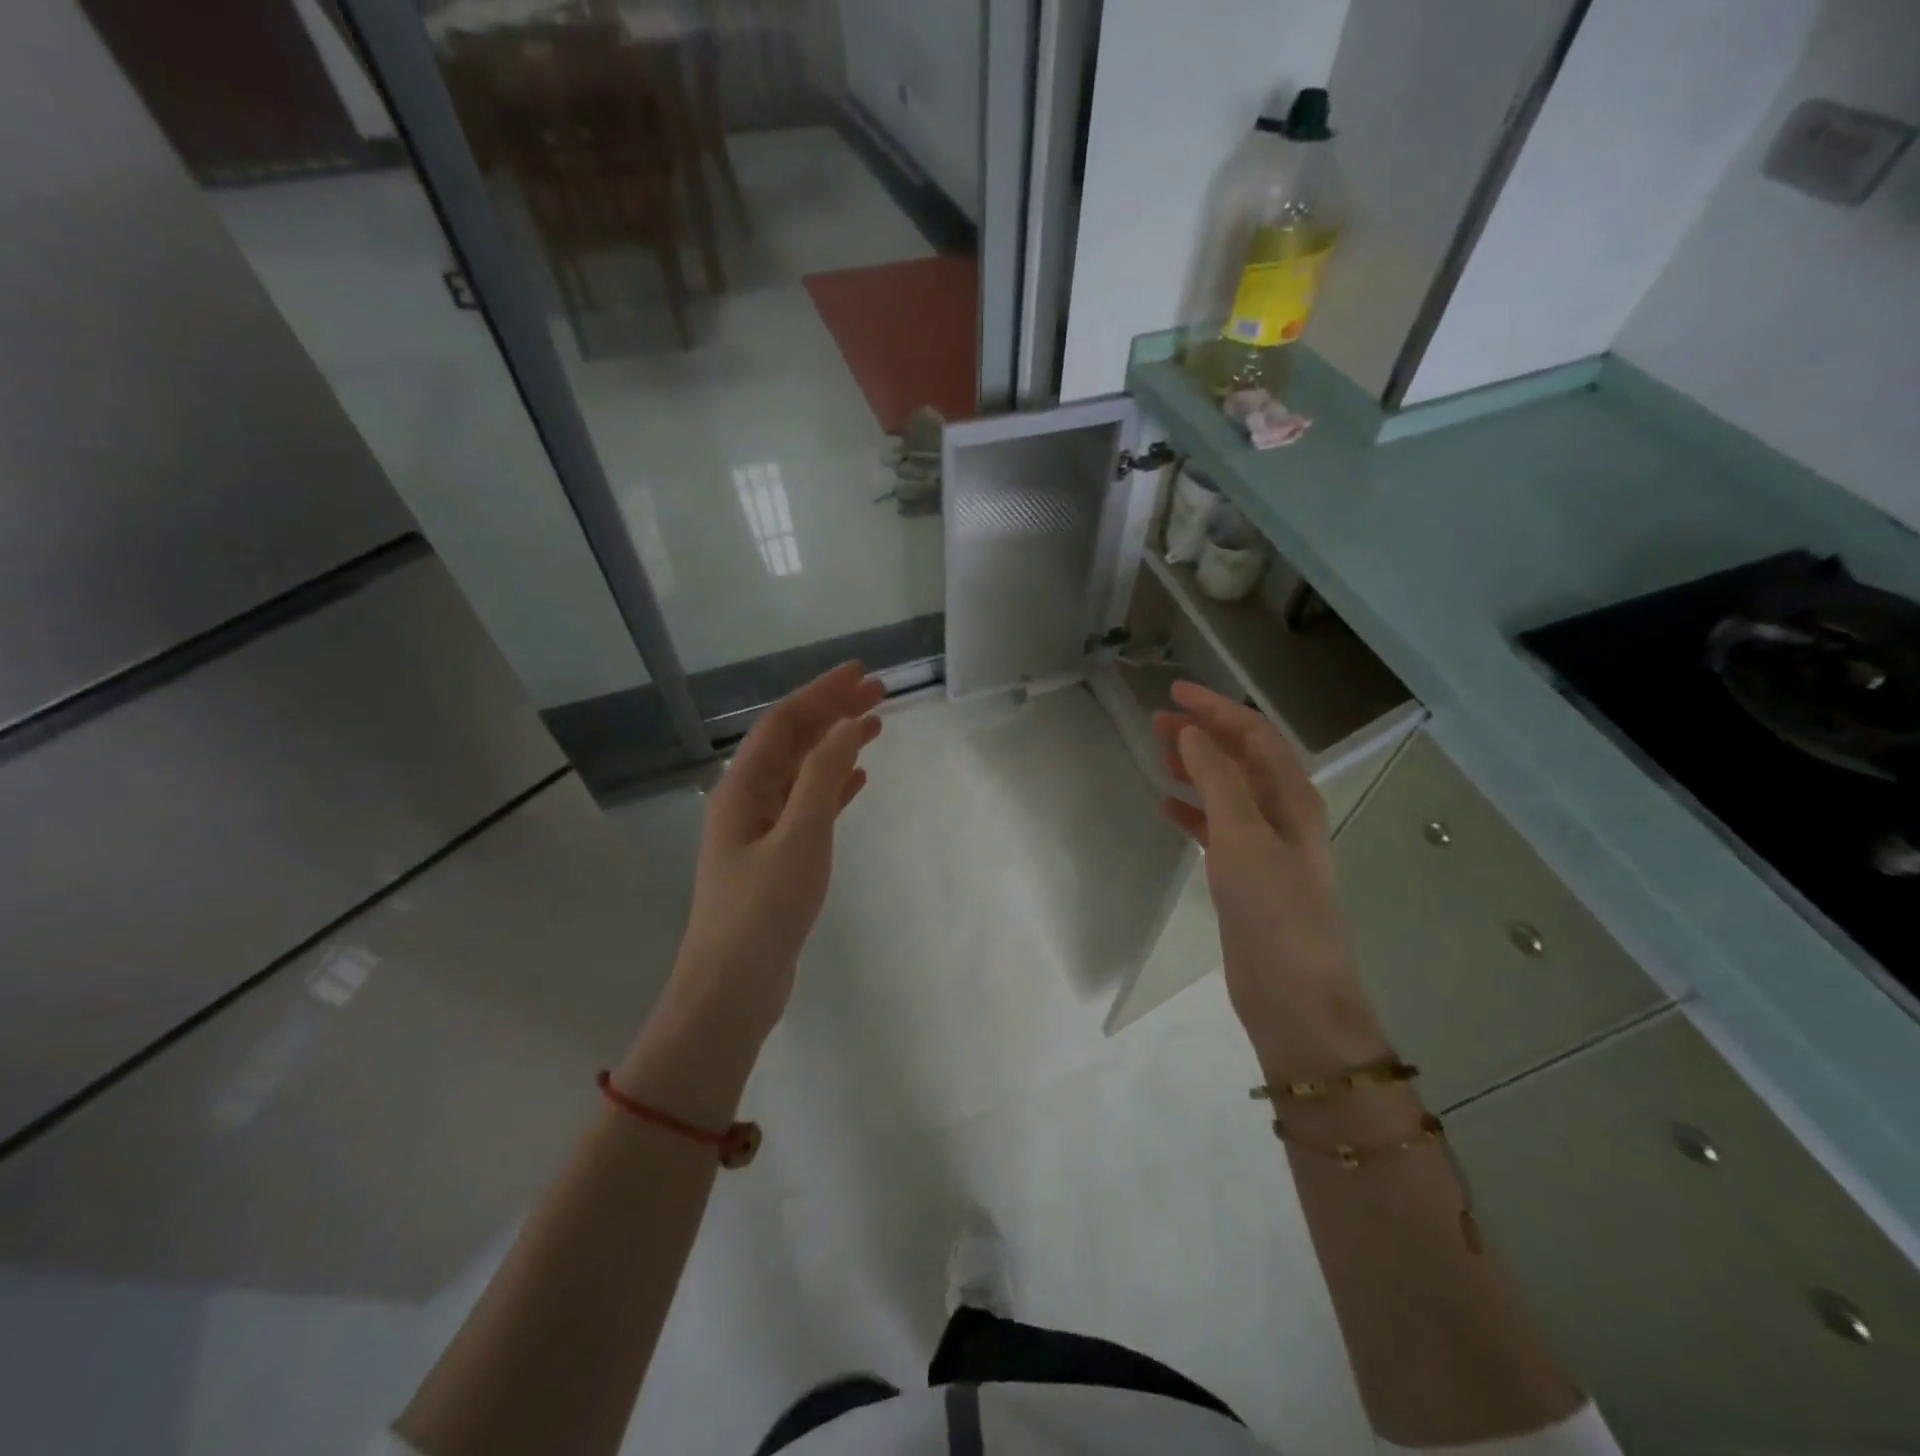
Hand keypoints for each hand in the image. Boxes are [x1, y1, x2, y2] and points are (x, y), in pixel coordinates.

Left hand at [669, 662, 883, 1041]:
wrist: (732, 989)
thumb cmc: (764, 910)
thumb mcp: (799, 837)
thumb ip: (823, 777)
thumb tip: (847, 724)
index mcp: (742, 788)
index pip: (784, 723)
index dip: (822, 693)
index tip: (861, 672)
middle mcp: (747, 800)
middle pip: (793, 742)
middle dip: (833, 713)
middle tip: (879, 693)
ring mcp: (760, 830)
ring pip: (802, 772)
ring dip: (835, 746)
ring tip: (875, 727)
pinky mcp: (776, 857)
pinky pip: (808, 806)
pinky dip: (832, 786)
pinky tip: (857, 780)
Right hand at [1152, 682, 1385, 1066]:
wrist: (1294, 996)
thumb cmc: (1274, 910)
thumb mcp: (1244, 836)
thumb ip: (1218, 780)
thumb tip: (1191, 732)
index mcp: (1293, 797)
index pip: (1254, 735)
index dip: (1217, 709)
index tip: (1174, 693)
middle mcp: (1282, 815)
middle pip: (1240, 759)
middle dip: (1202, 735)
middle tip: (1156, 722)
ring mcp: (1264, 847)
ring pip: (1226, 792)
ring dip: (1195, 769)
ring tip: (1157, 755)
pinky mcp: (1245, 876)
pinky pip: (1215, 829)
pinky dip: (1192, 812)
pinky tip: (1166, 807)